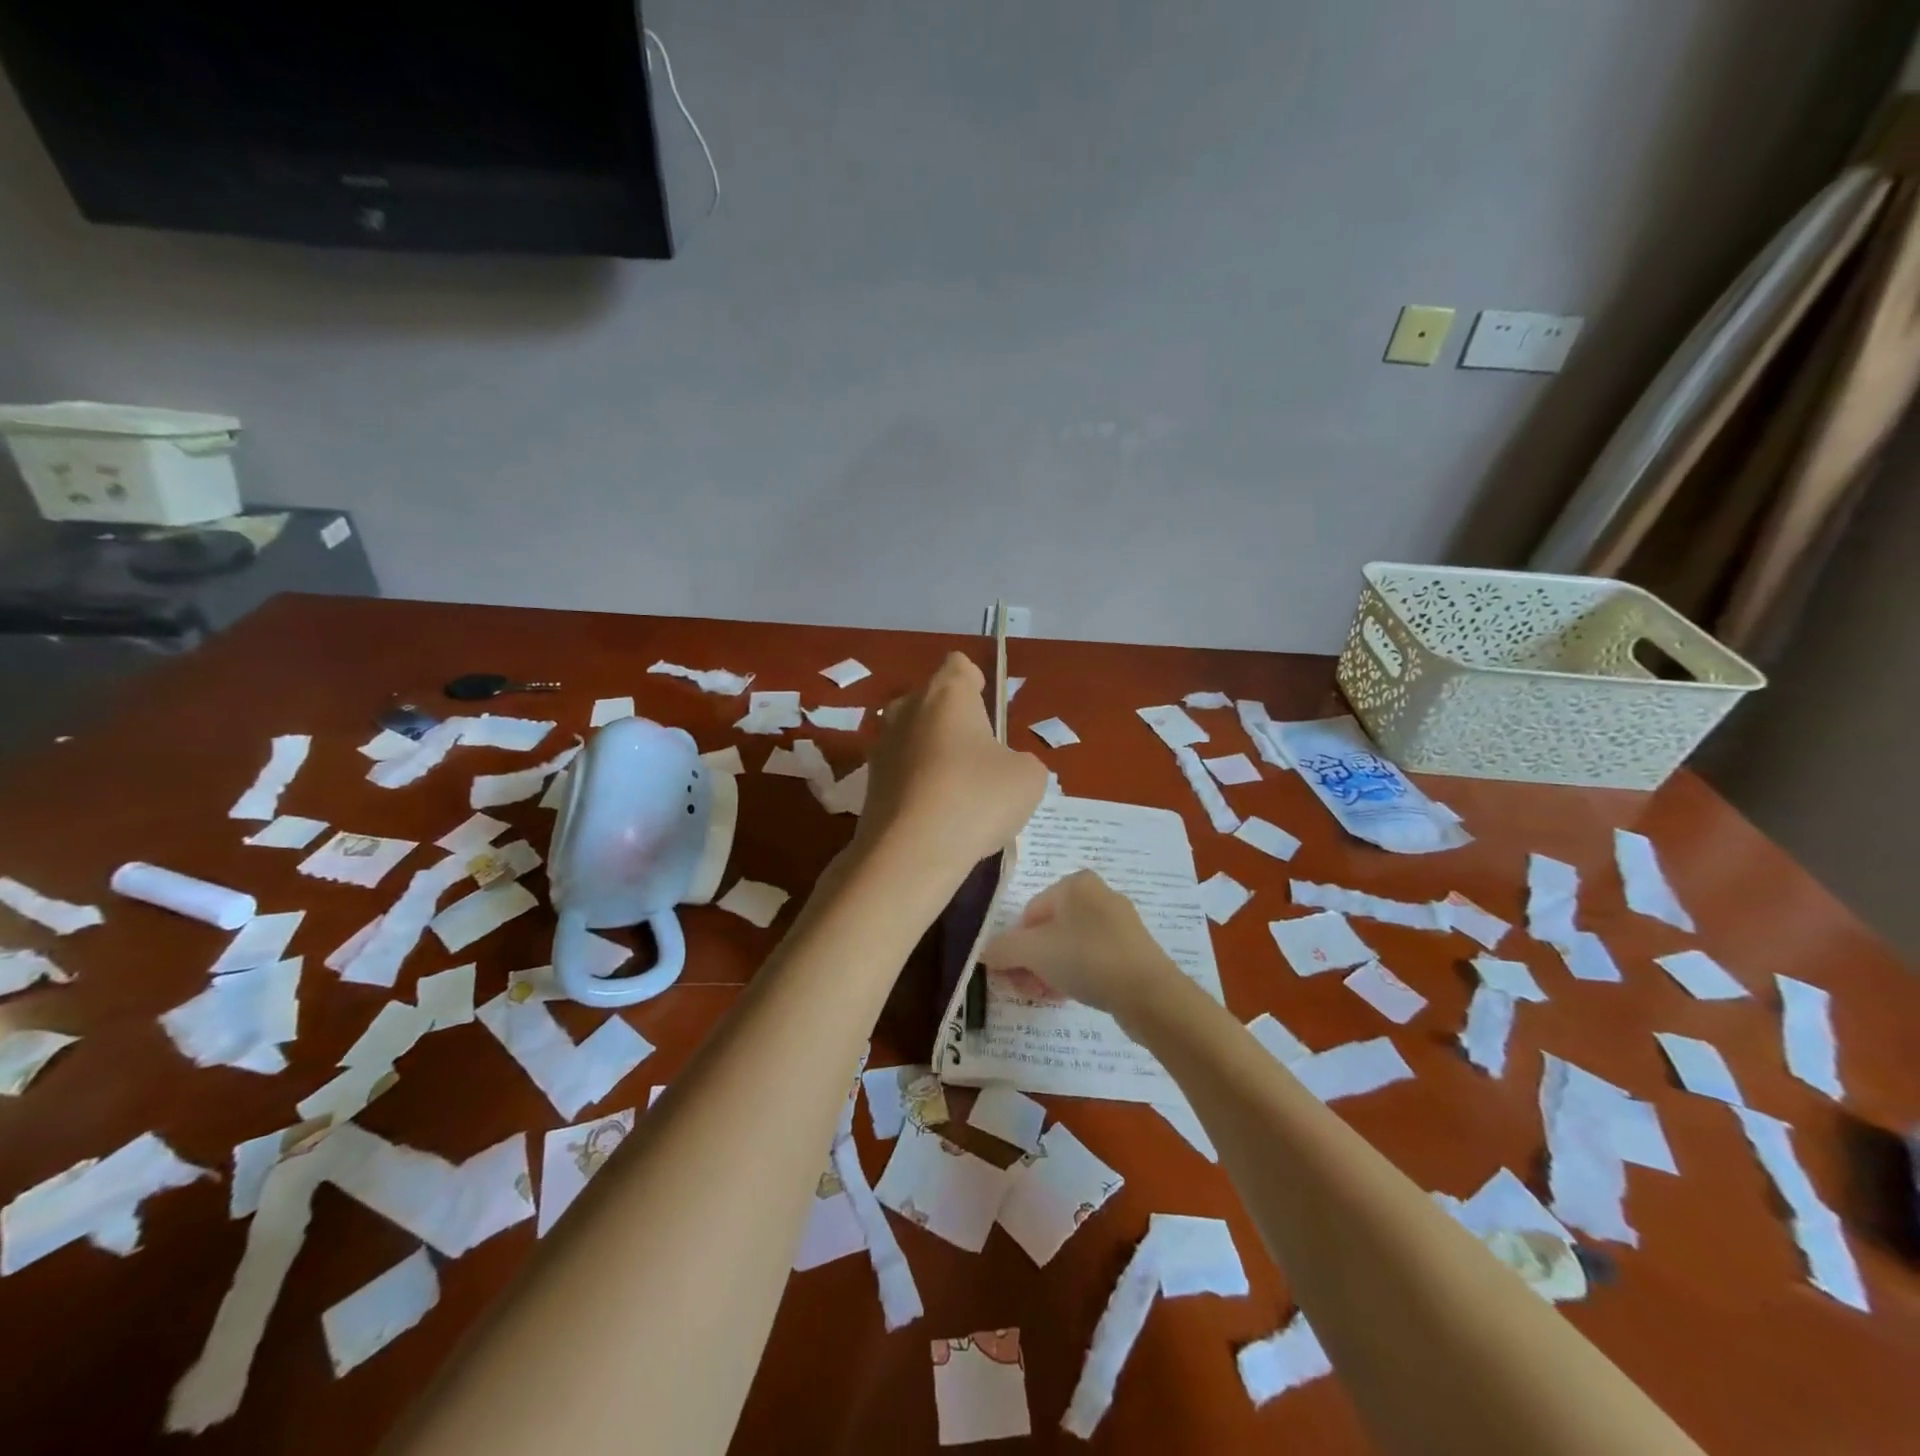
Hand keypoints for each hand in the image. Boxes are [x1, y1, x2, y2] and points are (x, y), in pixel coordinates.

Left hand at [854, 652, 1046, 875]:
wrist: (910, 854)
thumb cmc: (976, 799)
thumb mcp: (1028, 778)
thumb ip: (1022, 761)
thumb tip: (1006, 768)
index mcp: (946, 694)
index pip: (959, 665)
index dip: (975, 682)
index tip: (987, 710)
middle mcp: (906, 709)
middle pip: (932, 701)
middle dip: (954, 722)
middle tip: (980, 757)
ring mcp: (881, 747)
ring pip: (914, 737)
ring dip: (934, 755)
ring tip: (959, 792)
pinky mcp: (869, 784)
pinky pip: (902, 772)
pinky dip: (918, 785)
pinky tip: (937, 816)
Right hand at [979, 870, 1182, 1019]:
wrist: (1149, 993)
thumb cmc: (1086, 958)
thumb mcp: (1034, 952)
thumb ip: (1003, 949)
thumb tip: (983, 952)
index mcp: (1075, 883)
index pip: (1031, 912)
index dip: (1017, 944)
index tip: (1013, 973)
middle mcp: (1099, 894)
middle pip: (1050, 929)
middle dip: (1033, 960)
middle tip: (1026, 988)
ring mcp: (1119, 922)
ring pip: (1071, 945)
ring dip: (1051, 970)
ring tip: (1045, 996)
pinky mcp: (1133, 949)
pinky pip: (1094, 958)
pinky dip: (1077, 974)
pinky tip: (1070, 996)